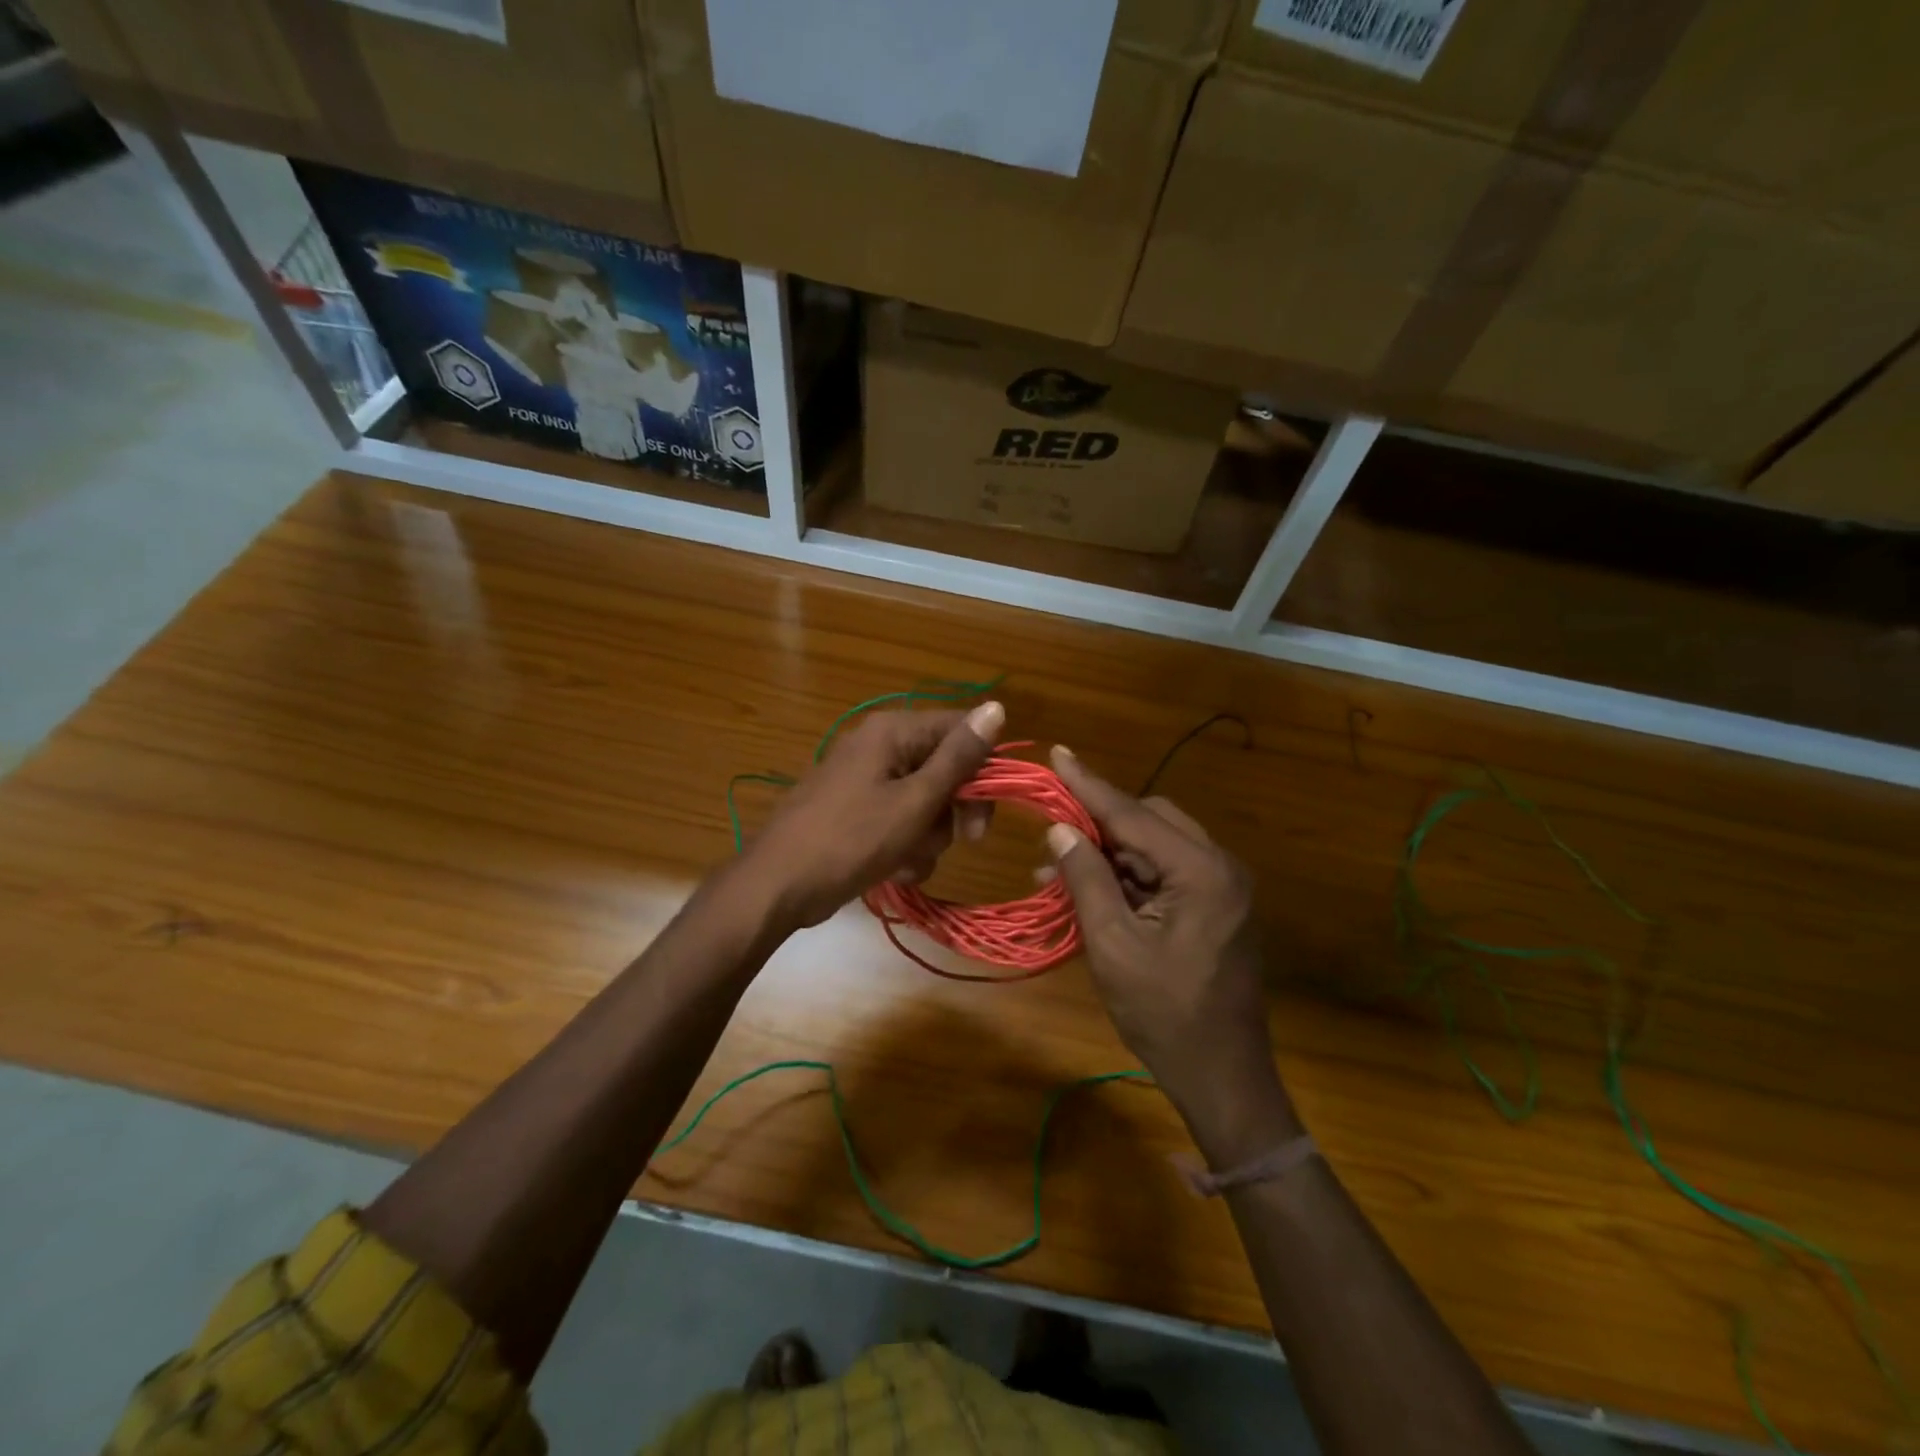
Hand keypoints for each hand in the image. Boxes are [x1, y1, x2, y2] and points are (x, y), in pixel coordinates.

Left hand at [743, 702, 1002, 930]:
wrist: (778, 885)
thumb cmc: (851, 840)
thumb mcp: (915, 801)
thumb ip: (958, 757)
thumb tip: (996, 707)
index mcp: (893, 731)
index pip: (960, 729)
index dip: (983, 767)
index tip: (985, 811)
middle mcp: (879, 746)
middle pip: (944, 768)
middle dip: (952, 811)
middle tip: (964, 840)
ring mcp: (864, 779)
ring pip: (925, 801)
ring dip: (928, 836)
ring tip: (908, 860)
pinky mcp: (855, 810)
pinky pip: (898, 820)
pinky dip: (904, 846)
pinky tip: (894, 870)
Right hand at [1044, 746, 1292, 1138]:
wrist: (1223, 1076)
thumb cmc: (1165, 1015)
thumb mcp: (1113, 945)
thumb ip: (1087, 879)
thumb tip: (1059, 829)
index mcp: (1201, 871)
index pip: (1133, 814)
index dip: (1089, 785)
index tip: (1057, 753)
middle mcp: (1220, 865)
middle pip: (1149, 820)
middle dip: (1098, 821)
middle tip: (1051, 829)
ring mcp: (1222, 885)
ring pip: (1155, 844)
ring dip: (1109, 852)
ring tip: (1055, 870)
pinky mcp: (1215, 904)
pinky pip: (1165, 871)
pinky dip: (1128, 875)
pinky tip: (1089, 888)